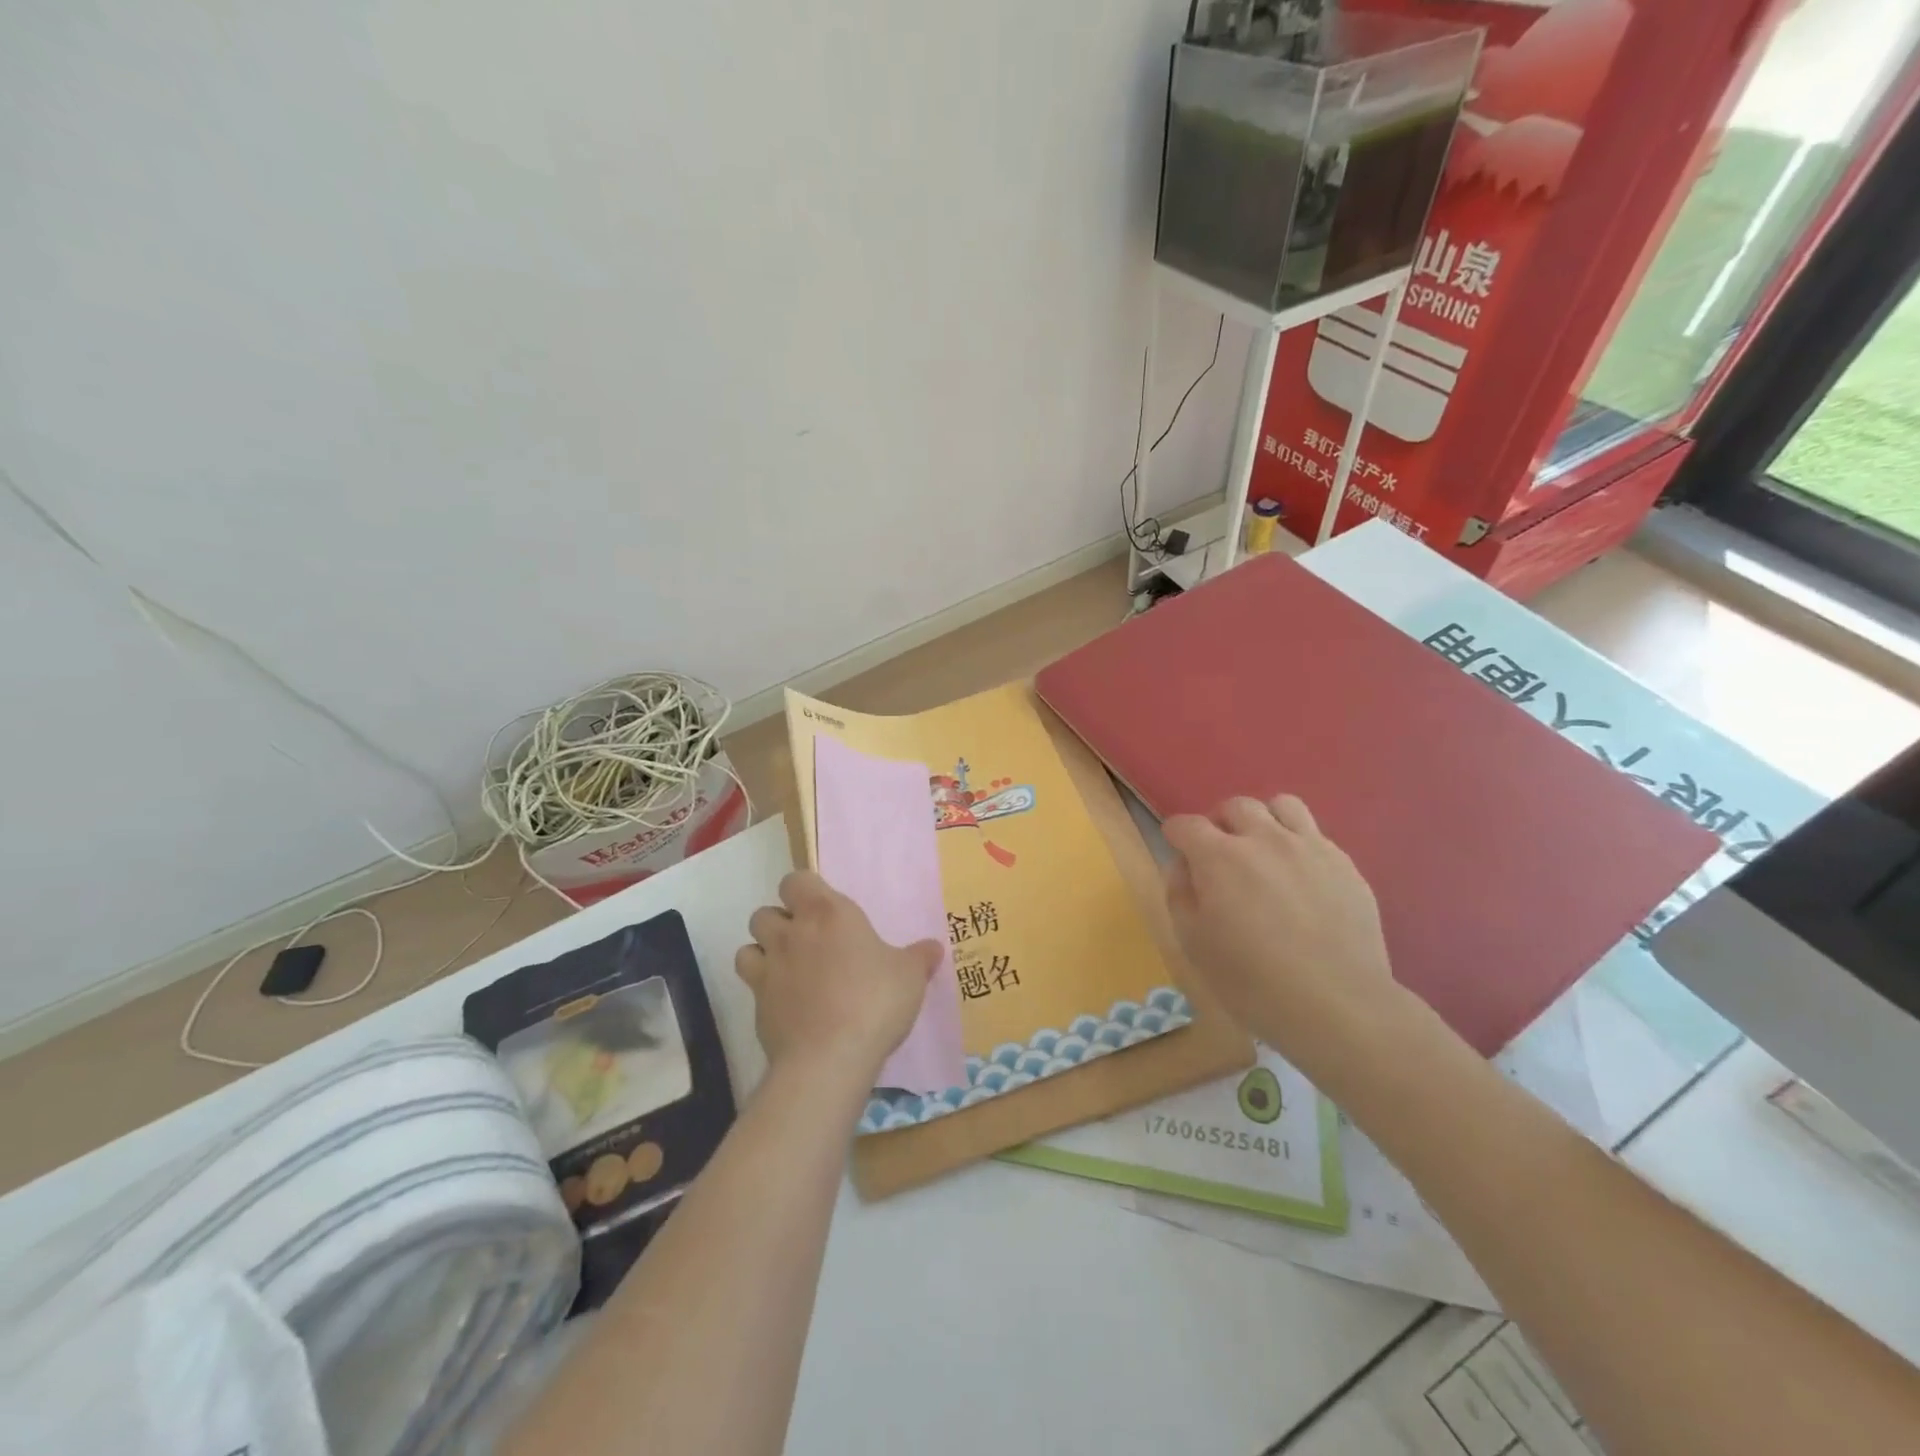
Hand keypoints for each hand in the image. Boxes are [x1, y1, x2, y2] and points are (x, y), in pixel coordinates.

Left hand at [734, 870, 940, 1084]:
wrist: (829, 1057)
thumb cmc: (874, 1002)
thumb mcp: (910, 977)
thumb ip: (919, 958)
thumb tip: (933, 948)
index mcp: (827, 912)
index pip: (796, 880)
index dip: (804, 889)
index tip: (822, 906)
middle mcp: (792, 933)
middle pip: (765, 912)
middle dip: (780, 922)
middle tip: (807, 940)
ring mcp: (769, 969)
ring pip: (748, 945)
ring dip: (763, 951)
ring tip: (787, 968)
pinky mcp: (757, 1005)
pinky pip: (751, 984)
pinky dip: (762, 987)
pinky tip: (785, 1002)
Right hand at [1162, 795, 1402, 1070]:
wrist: (1338, 1005)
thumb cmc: (1253, 982)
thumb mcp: (1193, 944)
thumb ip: (1180, 895)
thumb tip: (1183, 866)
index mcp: (1219, 857)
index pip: (1185, 825)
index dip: (1175, 837)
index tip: (1179, 856)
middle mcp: (1264, 839)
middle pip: (1234, 806)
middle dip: (1220, 824)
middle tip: (1221, 857)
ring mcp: (1309, 847)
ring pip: (1281, 805)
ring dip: (1264, 821)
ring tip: (1264, 852)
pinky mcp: (1344, 864)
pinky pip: (1315, 834)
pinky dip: (1298, 845)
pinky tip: (1300, 879)